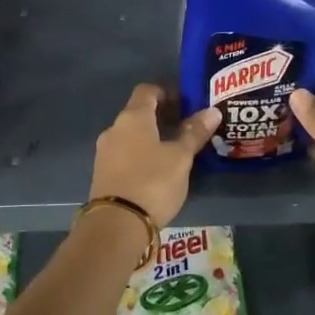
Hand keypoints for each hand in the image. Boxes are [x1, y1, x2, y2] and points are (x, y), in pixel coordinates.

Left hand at [88, 84, 219, 227]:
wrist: (116, 224)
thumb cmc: (152, 182)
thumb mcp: (180, 157)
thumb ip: (194, 133)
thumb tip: (212, 111)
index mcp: (133, 117)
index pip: (148, 90)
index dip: (167, 91)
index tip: (187, 102)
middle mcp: (114, 129)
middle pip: (138, 112)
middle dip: (162, 115)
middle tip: (187, 126)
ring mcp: (105, 152)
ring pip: (131, 134)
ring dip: (151, 136)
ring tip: (175, 149)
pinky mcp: (102, 173)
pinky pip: (124, 153)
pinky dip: (141, 153)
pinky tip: (157, 168)